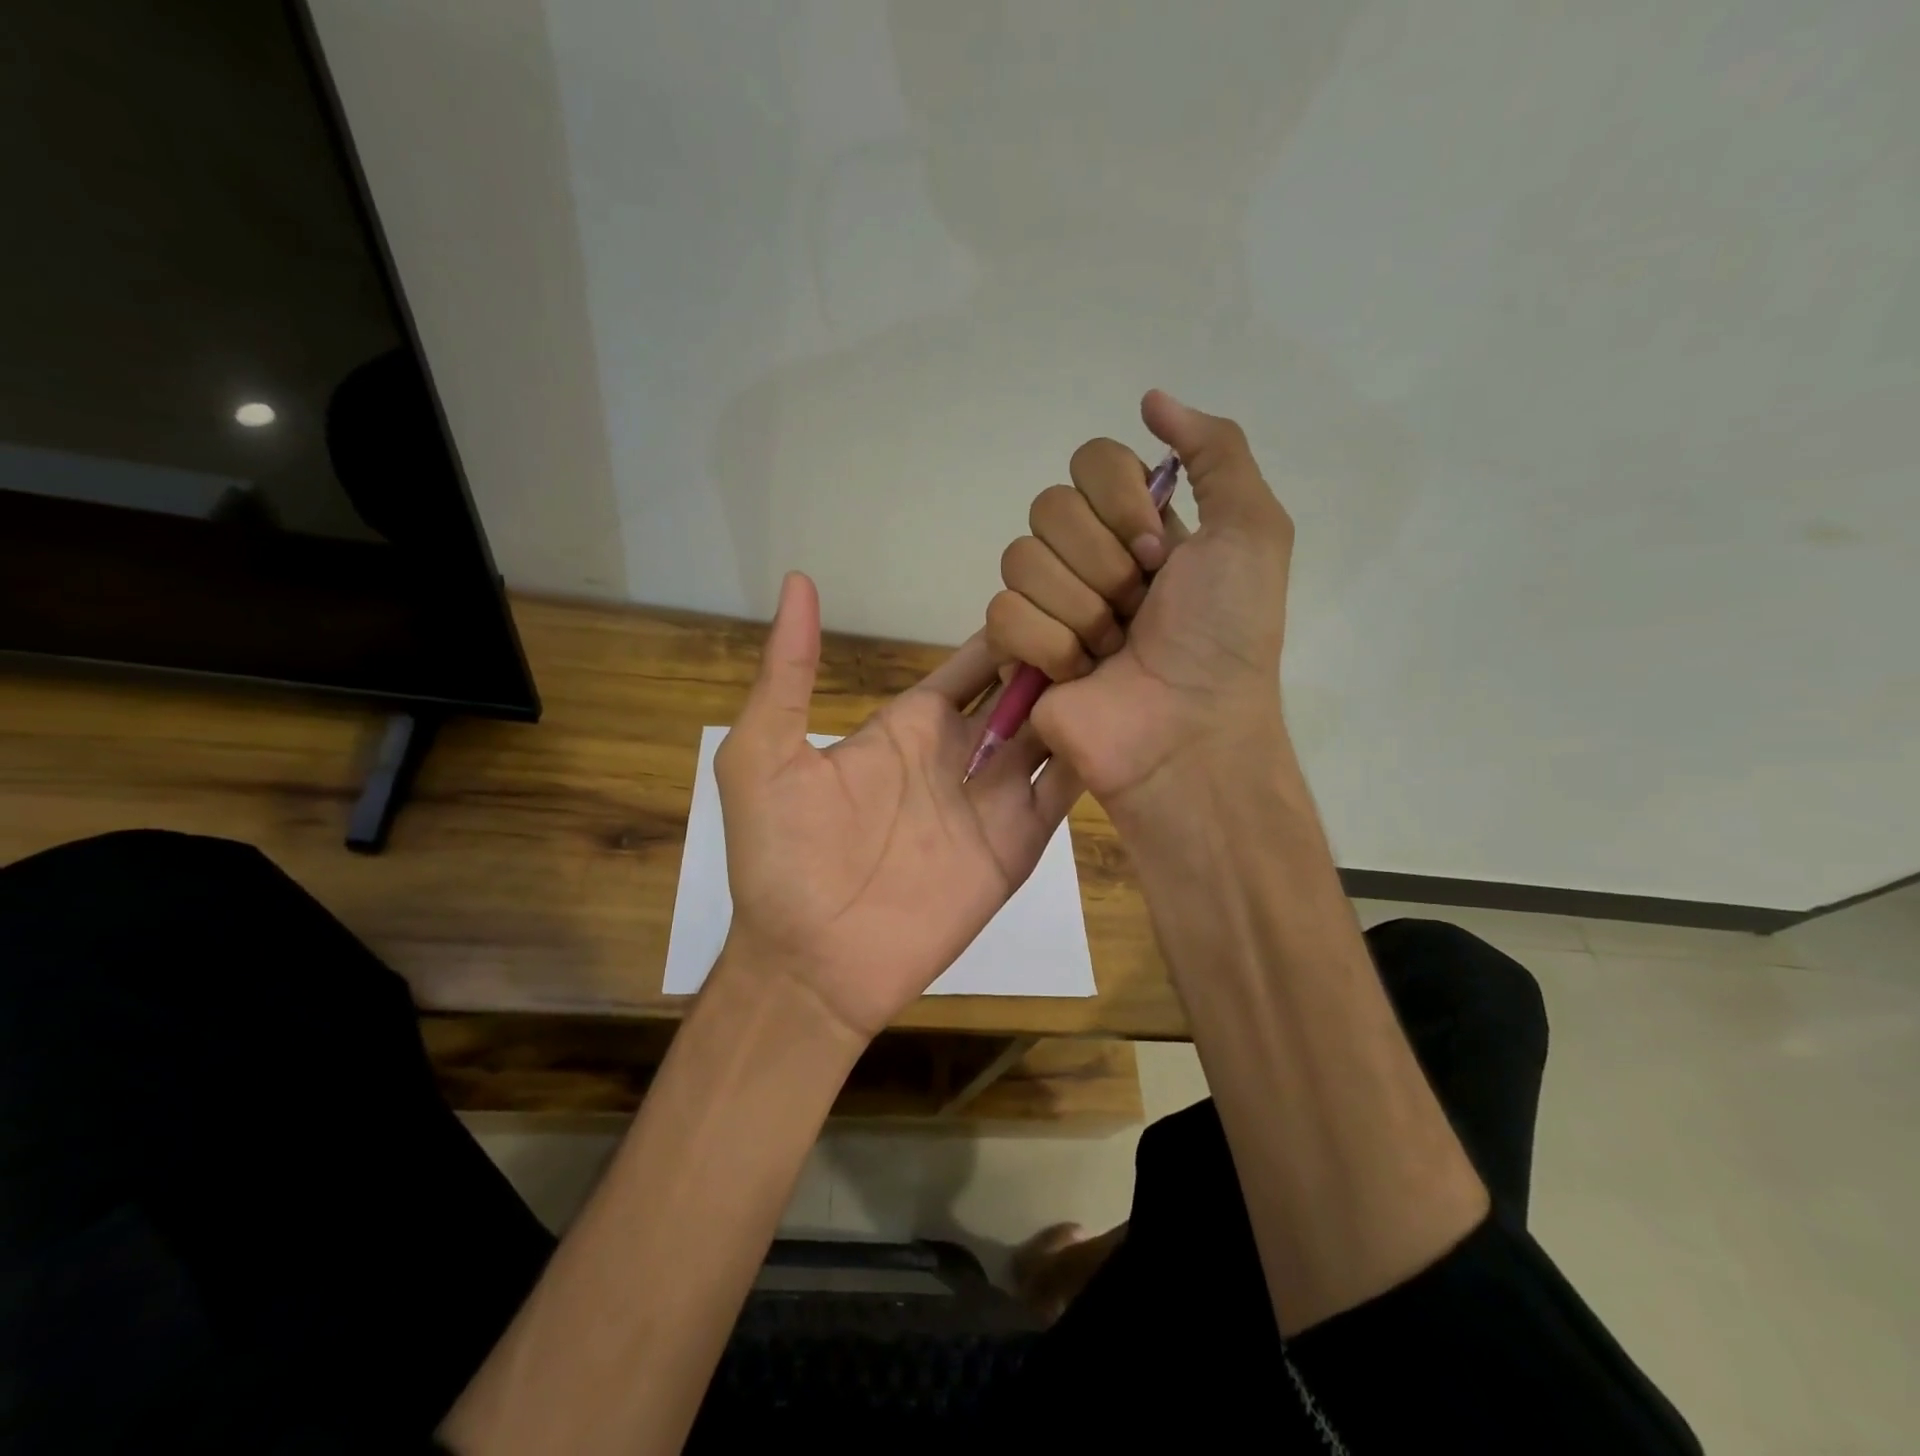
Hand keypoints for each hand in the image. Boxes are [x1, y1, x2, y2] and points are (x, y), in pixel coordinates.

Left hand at [714, 572, 1081, 1040]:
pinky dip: (1093, 760)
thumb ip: (789, 671)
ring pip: (1053, 736)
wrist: (811, 963)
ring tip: (1130, 658)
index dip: (1008, 631)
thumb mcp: (764, 754)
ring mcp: (992, 801)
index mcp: (910, 726)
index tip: (1053, 592)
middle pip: (1022, 692)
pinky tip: (1127, 723)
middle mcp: (959, 755)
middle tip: (1109, 616)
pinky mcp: (1016, 846)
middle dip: (1059, 658)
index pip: (973, 664)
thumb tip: (798, 581)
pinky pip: (1063, 794)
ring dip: (1084, 701)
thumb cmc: (782, 857)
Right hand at [983, 391, 1292, 818]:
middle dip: (1103, 564)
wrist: (1188, 729)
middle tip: (1138, 610)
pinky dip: (1049, 646)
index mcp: (1135, 523)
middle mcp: (1086, 555)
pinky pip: (1003, 614)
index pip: (1090, 461)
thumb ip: (1216, 450)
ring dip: (1080, 610)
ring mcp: (1047, 603)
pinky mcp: (1016, 650)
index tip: (1158, 552)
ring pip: (1019, 558)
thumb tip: (1151, 399)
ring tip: (1111, 649)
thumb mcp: (1252, 531)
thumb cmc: (1225, 636)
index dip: (1122, 502)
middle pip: (1048, 507)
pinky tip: (1079, 673)